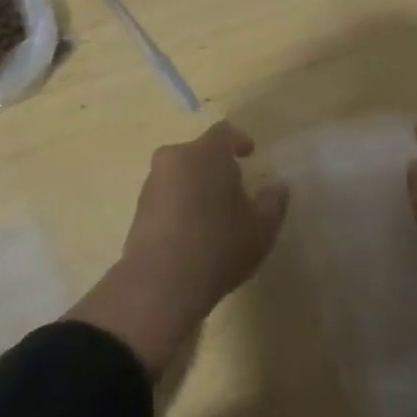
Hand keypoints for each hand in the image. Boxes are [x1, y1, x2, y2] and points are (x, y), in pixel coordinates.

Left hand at [71, 122, 287, 373]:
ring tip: (212, 213)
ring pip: (180, 173)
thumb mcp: (261, 228)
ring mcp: (152, 182)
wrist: (160, 284)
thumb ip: (273, 202)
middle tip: (233, 188)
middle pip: (198, 152)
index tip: (249, 154)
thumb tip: (278, 186)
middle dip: (216, 165)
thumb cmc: (218, 246)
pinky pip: (165, 195)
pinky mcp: (138, 208)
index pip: (224, 132)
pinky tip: (191, 231)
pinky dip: (179, 204)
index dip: (239, 140)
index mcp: (206, 153)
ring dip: (196, 185)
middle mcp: (175, 158)